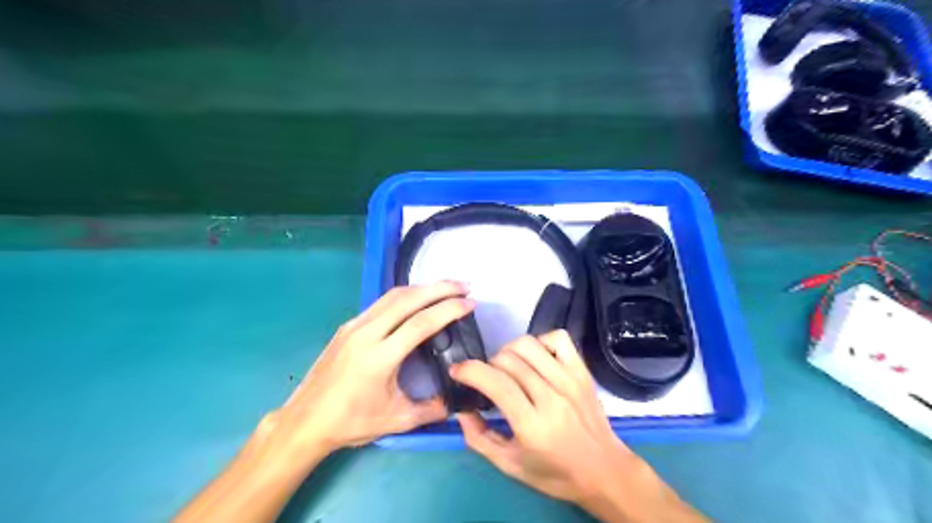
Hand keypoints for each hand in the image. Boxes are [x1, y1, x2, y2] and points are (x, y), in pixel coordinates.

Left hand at [269, 283, 473, 453]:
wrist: (305, 421)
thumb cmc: (350, 422)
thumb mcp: (397, 421)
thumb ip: (432, 409)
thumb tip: (458, 400)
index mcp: (379, 357)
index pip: (420, 323)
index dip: (448, 310)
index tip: (470, 303)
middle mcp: (366, 333)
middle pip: (408, 300)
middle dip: (440, 288)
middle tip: (465, 285)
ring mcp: (354, 326)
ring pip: (393, 296)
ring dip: (423, 288)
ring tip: (447, 287)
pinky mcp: (348, 326)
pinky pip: (381, 302)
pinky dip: (406, 295)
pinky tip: (418, 299)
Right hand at [452, 334, 707, 521]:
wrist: (604, 471)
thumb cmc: (555, 473)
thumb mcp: (510, 465)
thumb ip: (479, 438)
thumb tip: (461, 409)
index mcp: (533, 426)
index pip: (497, 384)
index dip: (470, 371)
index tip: (457, 371)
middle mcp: (552, 397)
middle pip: (509, 360)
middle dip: (488, 365)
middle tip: (487, 379)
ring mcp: (570, 380)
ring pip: (528, 345)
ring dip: (509, 351)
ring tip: (508, 368)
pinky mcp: (582, 371)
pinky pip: (558, 338)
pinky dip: (540, 341)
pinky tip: (535, 359)